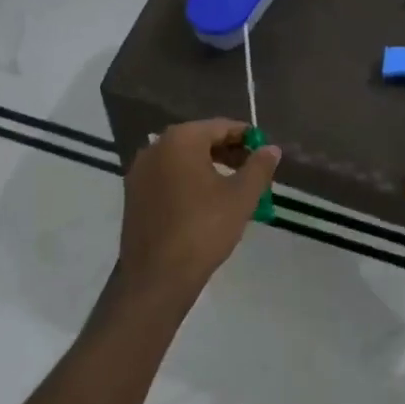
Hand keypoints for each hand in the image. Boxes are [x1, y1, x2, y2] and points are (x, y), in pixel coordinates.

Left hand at [116, 119, 280, 308]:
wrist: (158, 276)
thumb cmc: (204, 229)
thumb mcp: (242, 196)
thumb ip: (259, 166)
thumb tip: (271, 149)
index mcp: (181, 140)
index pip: (221, 127)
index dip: (247, 137)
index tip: (265, 152)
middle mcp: (155, 147)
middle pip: (200, 140)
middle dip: (229, 152)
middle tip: (253, 171)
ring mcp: (139, 172)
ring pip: (183, 160)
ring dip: (210, 167)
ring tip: (234, 188)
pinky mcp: (133, 195)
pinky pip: (168, 177)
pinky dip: (189, 181)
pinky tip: (206, 203)